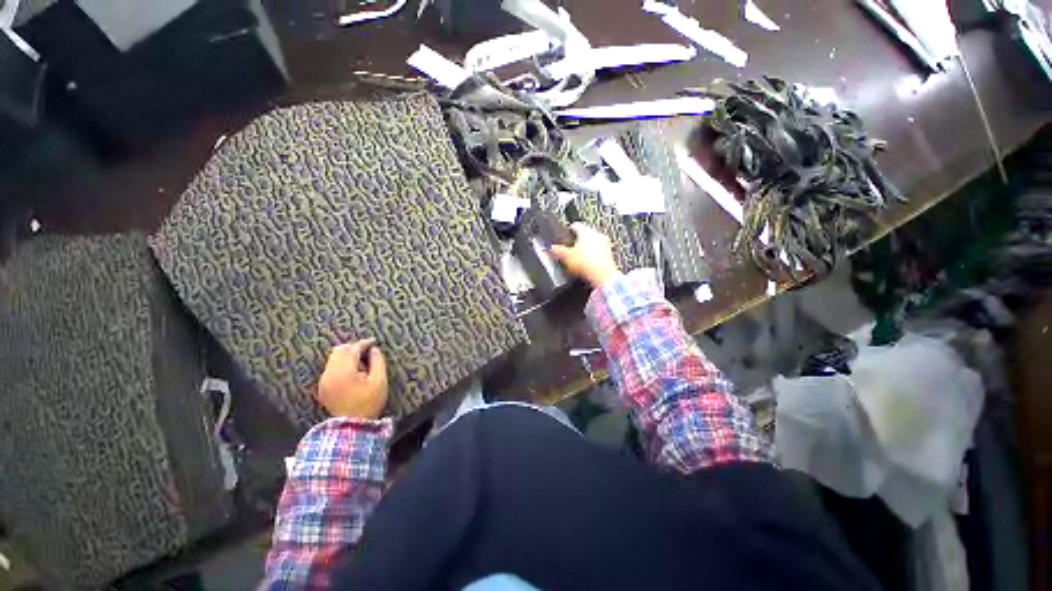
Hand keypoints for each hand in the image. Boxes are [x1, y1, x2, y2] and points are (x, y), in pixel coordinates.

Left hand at [317, 339, 388, 419]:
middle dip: (353, 347)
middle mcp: (330, 374)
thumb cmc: (369, 403)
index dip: (364, 343)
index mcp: (344, 371)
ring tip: (361, 361)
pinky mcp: (322, 387)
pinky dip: (341, 364)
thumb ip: (377, 362)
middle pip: (339, 350)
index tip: (374, 342)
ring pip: (333, 358)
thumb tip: (374, 349)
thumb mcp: (379, 381)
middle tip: (367, 350)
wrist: (352, 427)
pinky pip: (330, 368)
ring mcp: (324, 381)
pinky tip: (352, 372)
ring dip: (346, 355)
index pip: (352, 349)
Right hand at [550, 223, 621, 288]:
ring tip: (578, 258)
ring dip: (586, 249)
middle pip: (585, 234)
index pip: (575, 225)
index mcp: (586, 231)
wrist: (603, 276)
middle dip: (577, 241)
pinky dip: (592, 257)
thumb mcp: (565, 257)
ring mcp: (605, 245)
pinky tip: (587, 265)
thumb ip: (557, 250)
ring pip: (592, 243)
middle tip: (570, 247)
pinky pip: (598, 253)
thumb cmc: (586, 264)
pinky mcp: (609, 255)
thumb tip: (552, 248)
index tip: (566, 234)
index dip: (568, 230)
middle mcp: (597, 235)